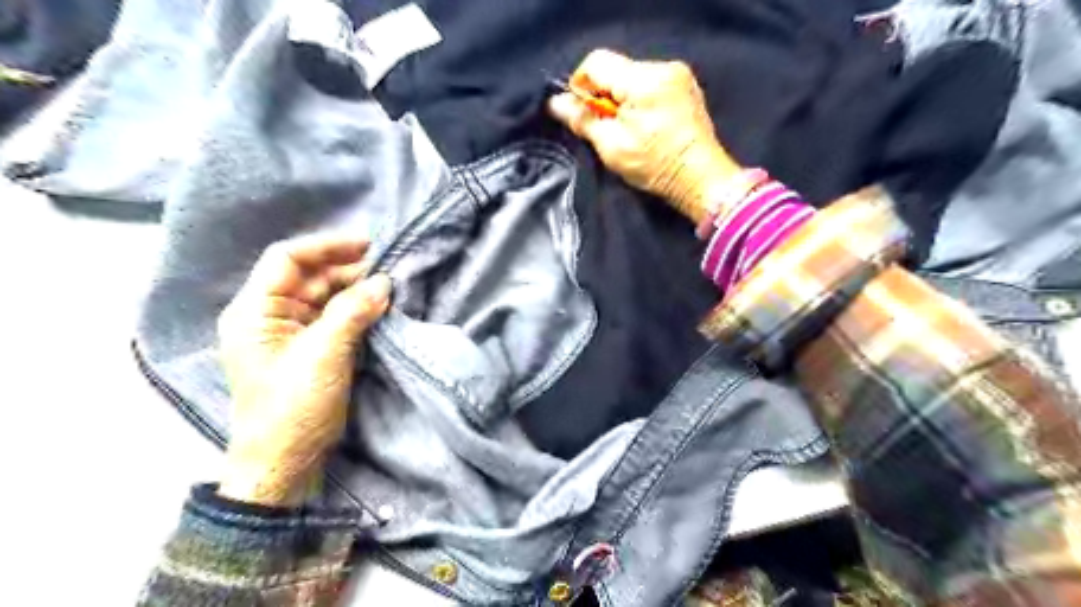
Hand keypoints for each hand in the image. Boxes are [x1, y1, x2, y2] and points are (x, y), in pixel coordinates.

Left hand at [216, 235, 393, 505]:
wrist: (285, 461)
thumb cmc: (293, 405)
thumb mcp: (324, 354)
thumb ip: (353, 312)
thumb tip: (384, 282)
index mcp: (255, 310)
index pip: (288, 259)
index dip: (326, 246)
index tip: (367, 246)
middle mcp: (269, 315)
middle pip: (310, 277)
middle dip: (347, 271)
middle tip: (387, 272)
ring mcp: (290, 333)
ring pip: (326, 297)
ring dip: (355, 292)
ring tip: (388, 290)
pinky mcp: (310, 349)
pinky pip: (334, 318)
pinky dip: (356, 311)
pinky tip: (378, 309)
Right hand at [551, 47, 742, 220]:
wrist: (700, 179)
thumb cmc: (655, 166)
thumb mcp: (612, 147)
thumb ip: (583, 120)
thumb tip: (556, 103)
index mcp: (644, 81)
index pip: (597, 62)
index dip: (581, 85)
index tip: (581, 112)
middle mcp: (663, 68)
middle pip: (615, 68)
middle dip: (603, 94)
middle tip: (604, 126)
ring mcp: (678, 75)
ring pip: (632, 76)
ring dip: (621, 98)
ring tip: (626, 129)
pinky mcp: (685, 86)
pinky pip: (650, 83)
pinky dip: (638, 99)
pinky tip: (644, 124)